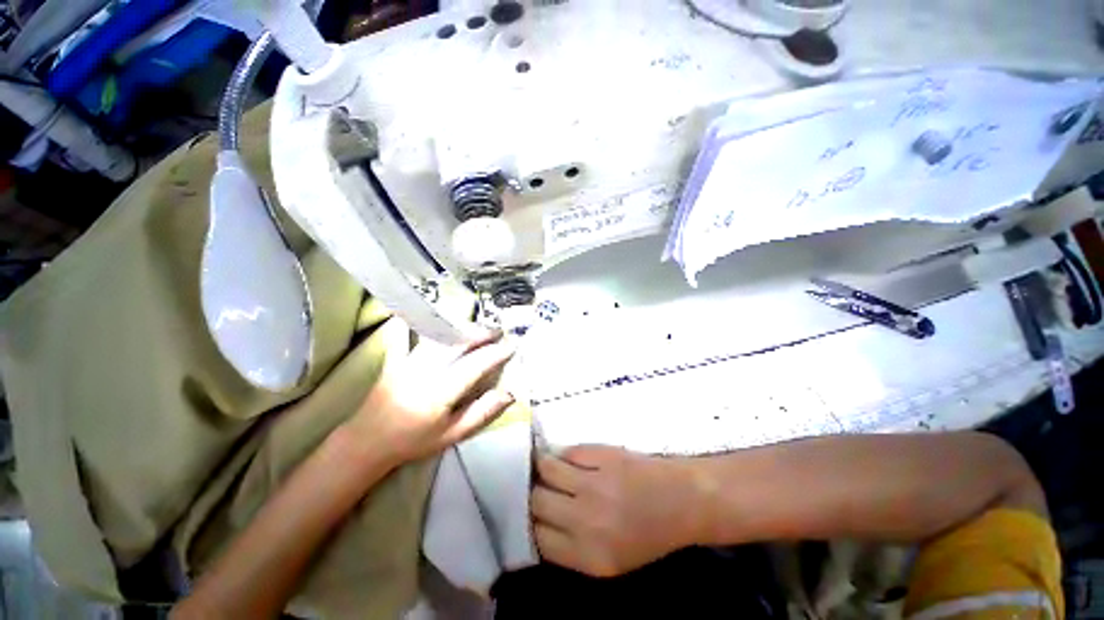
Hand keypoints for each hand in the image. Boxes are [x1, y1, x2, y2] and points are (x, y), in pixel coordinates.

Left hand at [348, 321, 515, 465]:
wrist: (367, 441)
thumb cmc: (414, 441)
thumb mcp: (453, 435)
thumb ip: (482, 413)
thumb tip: (509, 394)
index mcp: (440, 393)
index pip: (474, 365)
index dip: (496, 353)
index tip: (512, 346)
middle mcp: (424, 371)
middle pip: (457, 342)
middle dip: (481, 332)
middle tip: (498, 331)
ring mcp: (409, 361)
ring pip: (441, 335)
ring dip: (463, 328)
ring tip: (479, 328)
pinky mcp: (398, 357)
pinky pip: (418, 335)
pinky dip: (435, 325)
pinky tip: (445, 321)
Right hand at [531, 446, 702, 577]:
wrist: (682, 501)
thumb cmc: (647, 534)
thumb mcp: (609, 560)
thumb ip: (571, 548)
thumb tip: (536, 522)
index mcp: (590, 556)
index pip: (537, 538)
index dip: (527, 523)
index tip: (526, 512)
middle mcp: (587, 520)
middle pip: (537, 501)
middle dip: (530, 493)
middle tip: (533, 487)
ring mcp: (595, 483)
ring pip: (547, 468)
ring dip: (540, 466)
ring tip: (541, 466)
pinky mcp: (604, 454)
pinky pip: (568, 452)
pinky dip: (564, 455)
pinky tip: (567, 458)